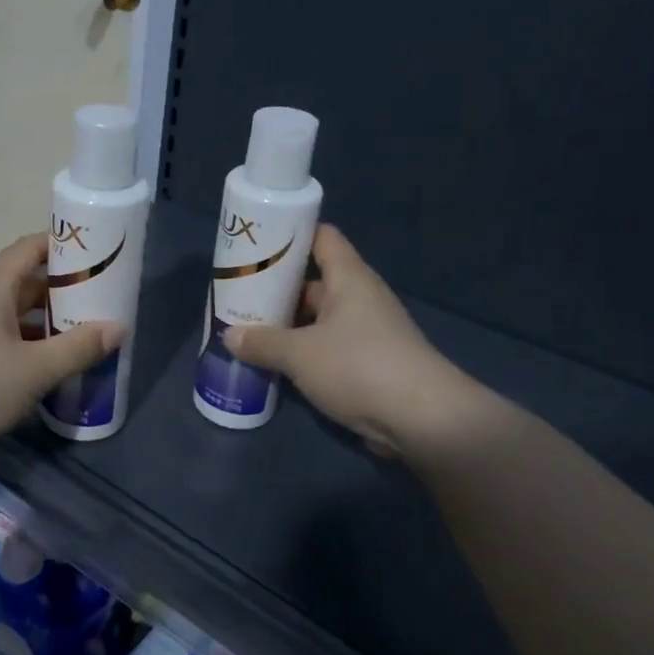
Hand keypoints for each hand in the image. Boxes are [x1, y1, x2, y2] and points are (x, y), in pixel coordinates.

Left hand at [0, 233, 121, 462]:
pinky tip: (52, 362)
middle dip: (65, 289)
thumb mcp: (35, 370)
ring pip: (16, 310)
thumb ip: (79, 347)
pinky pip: (3, 333)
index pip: (33, 247)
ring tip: (86, 333)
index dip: (67, 246)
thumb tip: (119, 328)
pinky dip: (30, 341)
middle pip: (27, 279)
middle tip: (104, 301)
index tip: (101, 256)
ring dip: (49, 319)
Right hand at [224, 225, 463, 454]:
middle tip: (238, 296)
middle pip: (313, 282)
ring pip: (318, 319)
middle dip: (277, 289)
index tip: (257, 242)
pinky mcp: (370, 364)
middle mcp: (360, 298)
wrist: (423, 420)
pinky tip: (276, 364)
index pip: (321, 237)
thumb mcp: (299, 354)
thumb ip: (262, 343)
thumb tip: (229, 336)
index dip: (291, 234)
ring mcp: (367, 333)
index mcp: (349, 278)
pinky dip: (304, 353)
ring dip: (288, 326)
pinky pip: (328, 348)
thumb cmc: (359, 367)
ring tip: (248, 331)